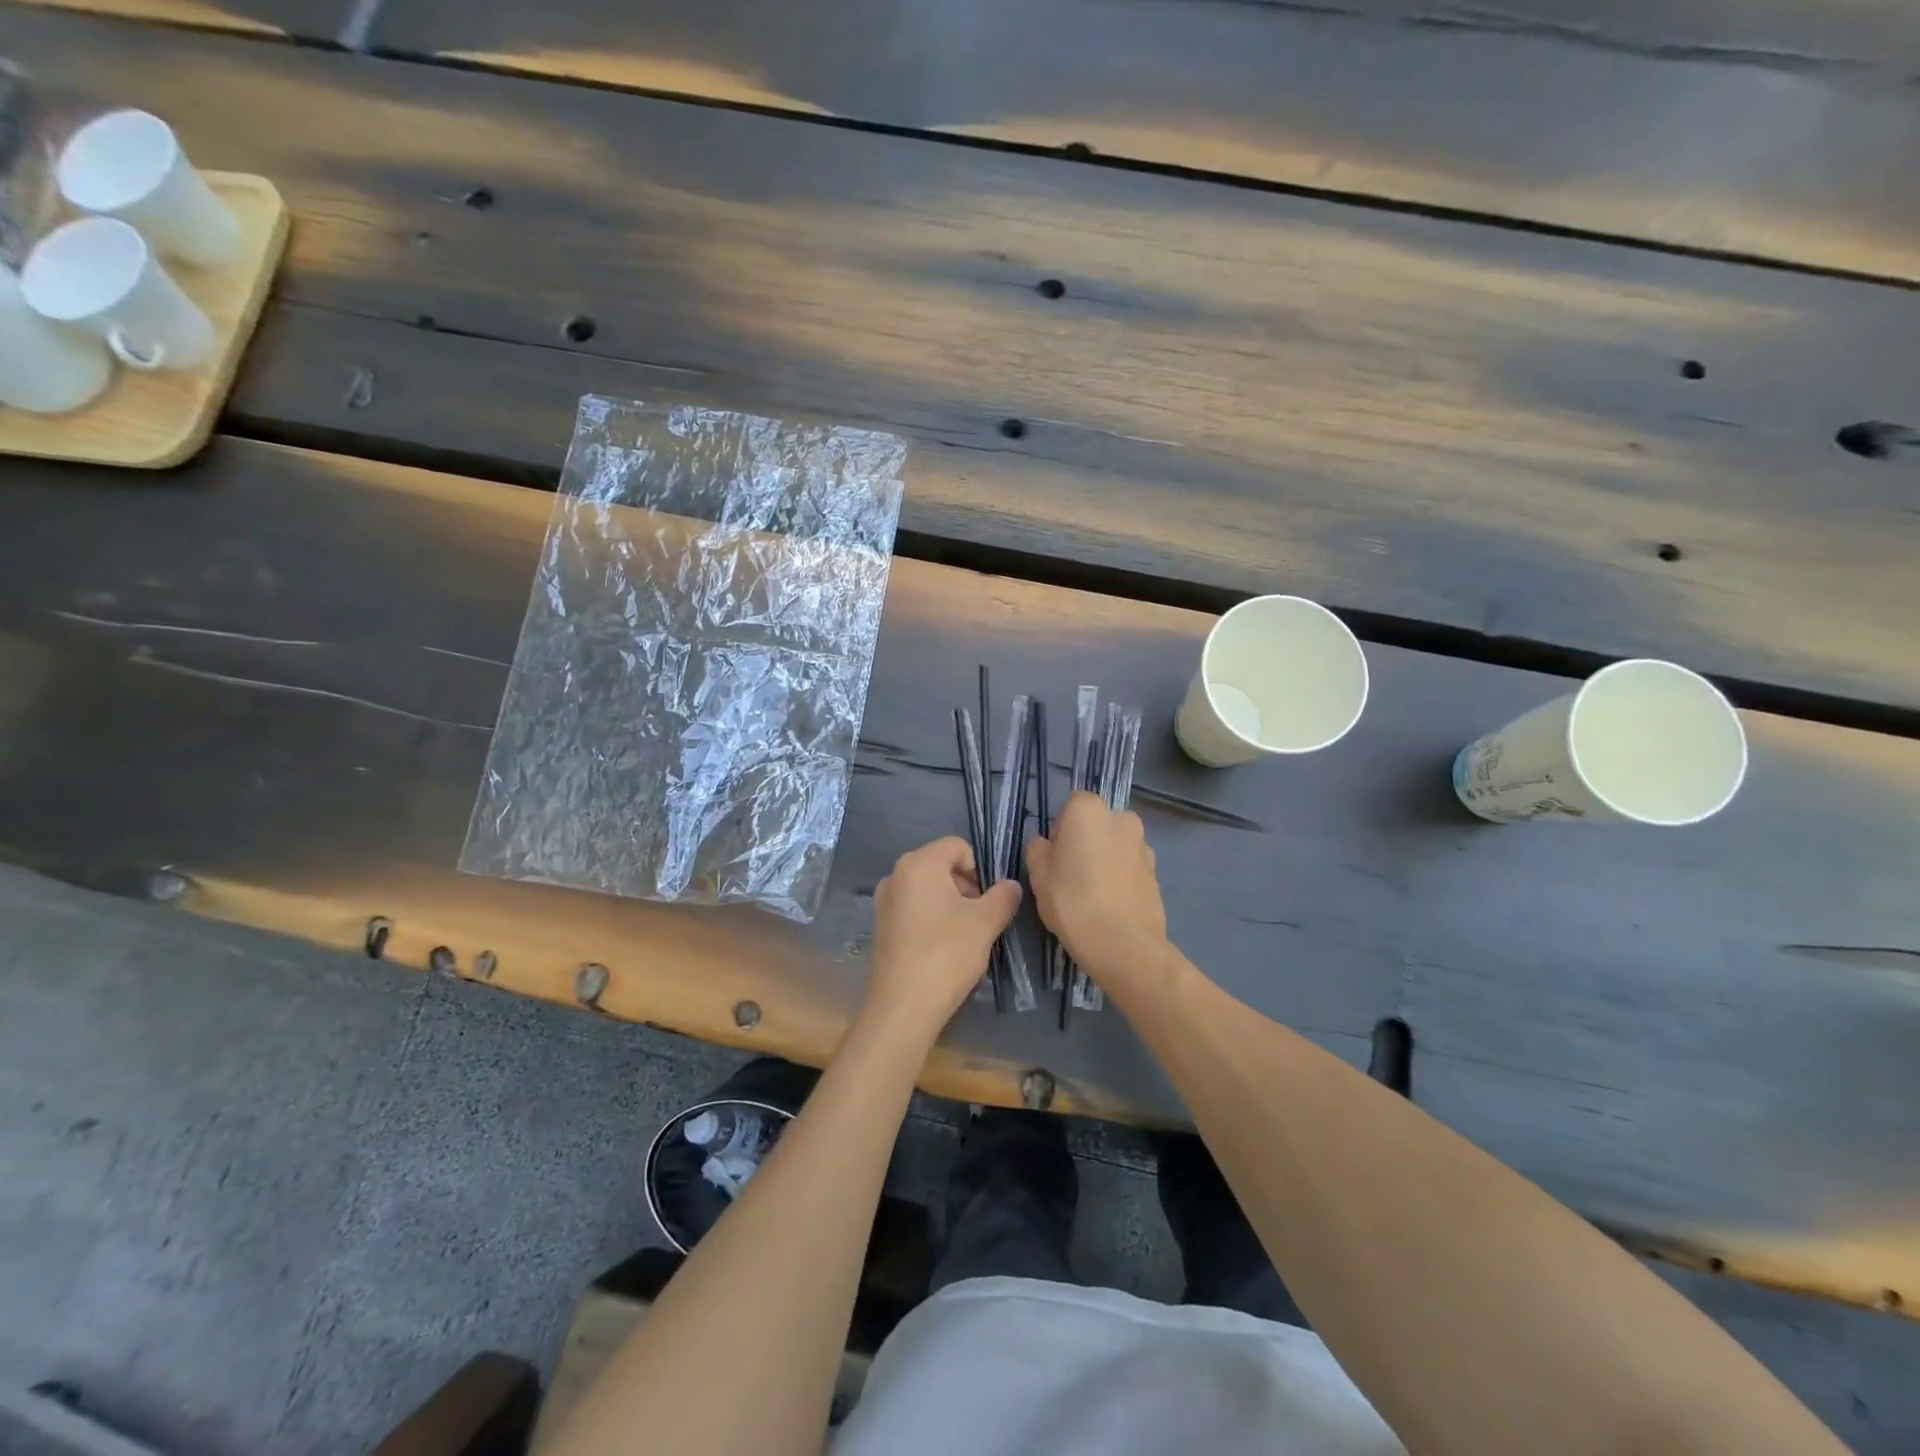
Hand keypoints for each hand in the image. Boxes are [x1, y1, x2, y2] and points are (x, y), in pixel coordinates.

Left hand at [862, 836, 1021, 1043]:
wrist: (902, 1007)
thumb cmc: (946, 954)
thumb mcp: (985, 923)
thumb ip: (1003, 897)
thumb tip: (1010, 885)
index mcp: (919, 863)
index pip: (958, 846)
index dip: (980, 868)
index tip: (990, 900)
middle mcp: (896, 875)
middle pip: (942, 866)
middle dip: (966, 887)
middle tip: (981, 919)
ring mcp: (884, 902)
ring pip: (928, 890)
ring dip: (951, 905)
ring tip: (965, 938)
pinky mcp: (881, 927)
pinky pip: (914, 910)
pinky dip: (932, 920)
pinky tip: (943, 950)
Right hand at [1025, 792, 1168, 988]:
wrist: (1124, 945)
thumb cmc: (1073, 902)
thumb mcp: (1038, 876)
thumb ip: (1038, 850)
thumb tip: (1045, 844)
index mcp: (1089, 811)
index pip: (1071, 805)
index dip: (1060, 829)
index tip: (1054, 856)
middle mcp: (1121, 818)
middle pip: (1096, 823)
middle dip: (1085, 841)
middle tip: (1070, 875)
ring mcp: (1143, 845)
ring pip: (1115, 845)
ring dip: (1104, 859)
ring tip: (1092, 894)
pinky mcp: (1156, 872)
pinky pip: (1130, 866)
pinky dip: (1120, 877)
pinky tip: (1110, 904)